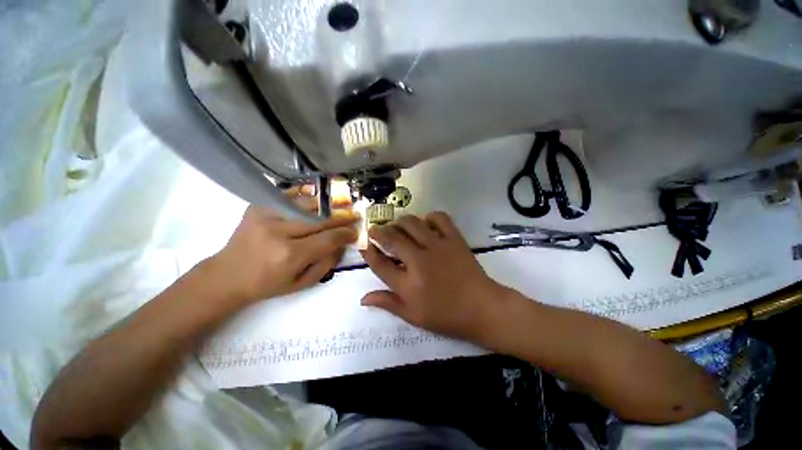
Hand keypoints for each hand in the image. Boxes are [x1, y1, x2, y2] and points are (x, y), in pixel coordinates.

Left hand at [206, 186, 358, 304]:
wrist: (226, 276)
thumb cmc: (267, 284)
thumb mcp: (301, 283)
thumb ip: (326, 263)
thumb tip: (342, 244)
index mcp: (290, 255)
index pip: (328, 238)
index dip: (345, 233)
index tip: (356, 231)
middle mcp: (279, 232)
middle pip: (320, 219)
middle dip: (341, 217)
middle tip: (354, 214)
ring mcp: (266, 216)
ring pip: (306, 205)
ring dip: (326, 205)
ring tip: (340, 203)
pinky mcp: (257, 207)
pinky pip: (288, 197)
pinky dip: (304, 197)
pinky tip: (316, 197)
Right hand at [360, 212, 504, 340]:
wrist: (482, 308)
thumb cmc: (447, 315)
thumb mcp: (414, 316)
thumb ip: (388, 304)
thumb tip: (363, 298)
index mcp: (408, 284)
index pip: (380, 264)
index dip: (368, 253)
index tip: (363, 245)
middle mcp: (419, 260)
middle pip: (393, 238)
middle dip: (379, 231)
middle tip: (377, 230)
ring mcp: (438, 246)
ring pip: (412, 223)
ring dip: (400, 222)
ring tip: (398, 226)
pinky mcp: (454, 239)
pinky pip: (439, 218)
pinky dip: (429, 217)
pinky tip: (426, 224)